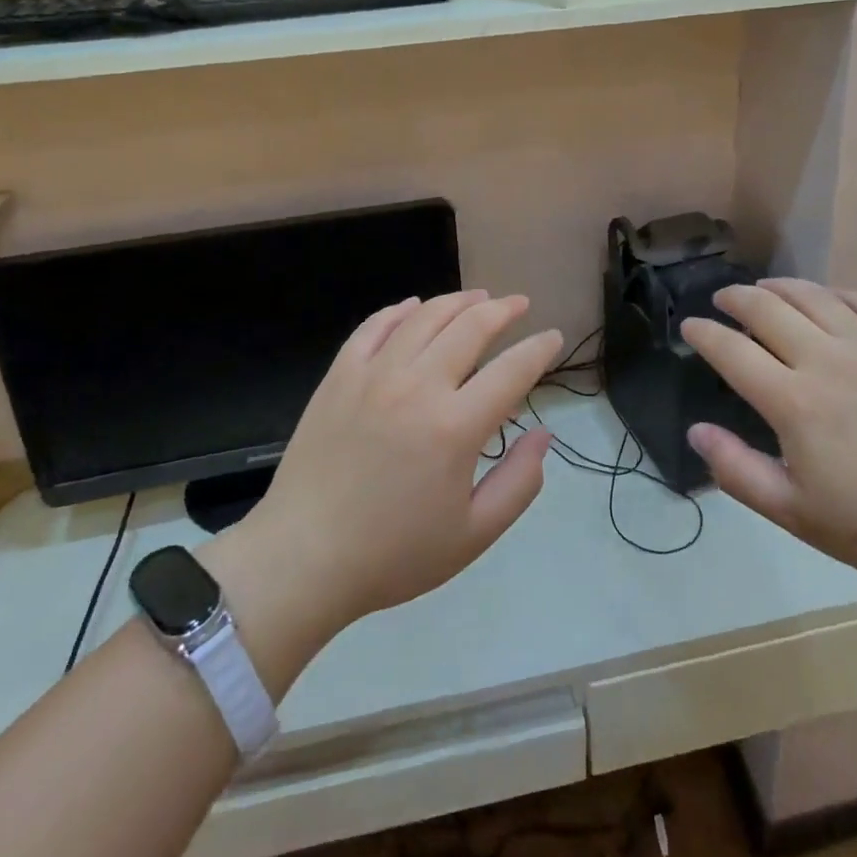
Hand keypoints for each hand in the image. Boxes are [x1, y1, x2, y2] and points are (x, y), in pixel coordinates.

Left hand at [208, 292, 560, 649]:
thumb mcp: (473, 536)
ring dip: (458, 301)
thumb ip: (519, 483)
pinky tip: (414, 307)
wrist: (303, 558)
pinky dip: (400, 311)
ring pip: (425, 317)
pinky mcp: (340, 375)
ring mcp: (374, 374)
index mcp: (456, 426)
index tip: (554, 337)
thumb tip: (544, 435)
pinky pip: (374, 326)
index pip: (512, 369)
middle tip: (519, 304)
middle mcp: (418, 385)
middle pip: (471, 327)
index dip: (539, 349)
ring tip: (478, 297)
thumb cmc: (393, 554)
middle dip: (503, 310)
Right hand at [681, 279, 856, 598]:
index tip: (689, 326)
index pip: (731, 351)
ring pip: (812, 296)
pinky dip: (835, 293)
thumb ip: (739, 471)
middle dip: (734, 299)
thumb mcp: (799, 515)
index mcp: (794, 402)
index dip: (703, 333)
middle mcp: (827, 360)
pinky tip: (828, 299)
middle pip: (766, 310)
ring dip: (779, 288)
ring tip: (764, 289)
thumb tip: (697, 431)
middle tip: (721, 301)